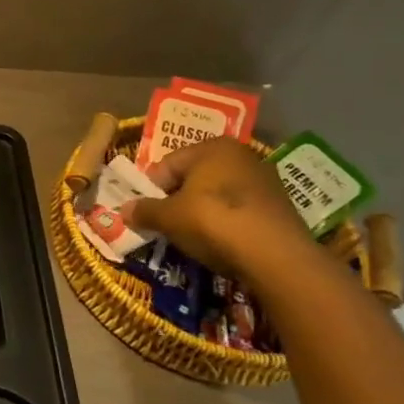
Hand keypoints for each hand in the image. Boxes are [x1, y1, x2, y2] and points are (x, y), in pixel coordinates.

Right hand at [120, 137, 318, 281]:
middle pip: (194, 178)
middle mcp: (241, 155)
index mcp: (212, 147)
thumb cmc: (213, 221)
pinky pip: (240, 211)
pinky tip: (220, 242)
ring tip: (192, 236)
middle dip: (177, 200)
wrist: (276, 256)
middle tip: (166, 224)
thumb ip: (144, 211)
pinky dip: (226, 223)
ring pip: (218, 195)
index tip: (145, 213)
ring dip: (201, 212)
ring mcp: (265, 180)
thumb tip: (123, 211)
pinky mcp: (280, 207)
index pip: (168, 165)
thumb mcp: (168, 217)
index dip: (151, 190)